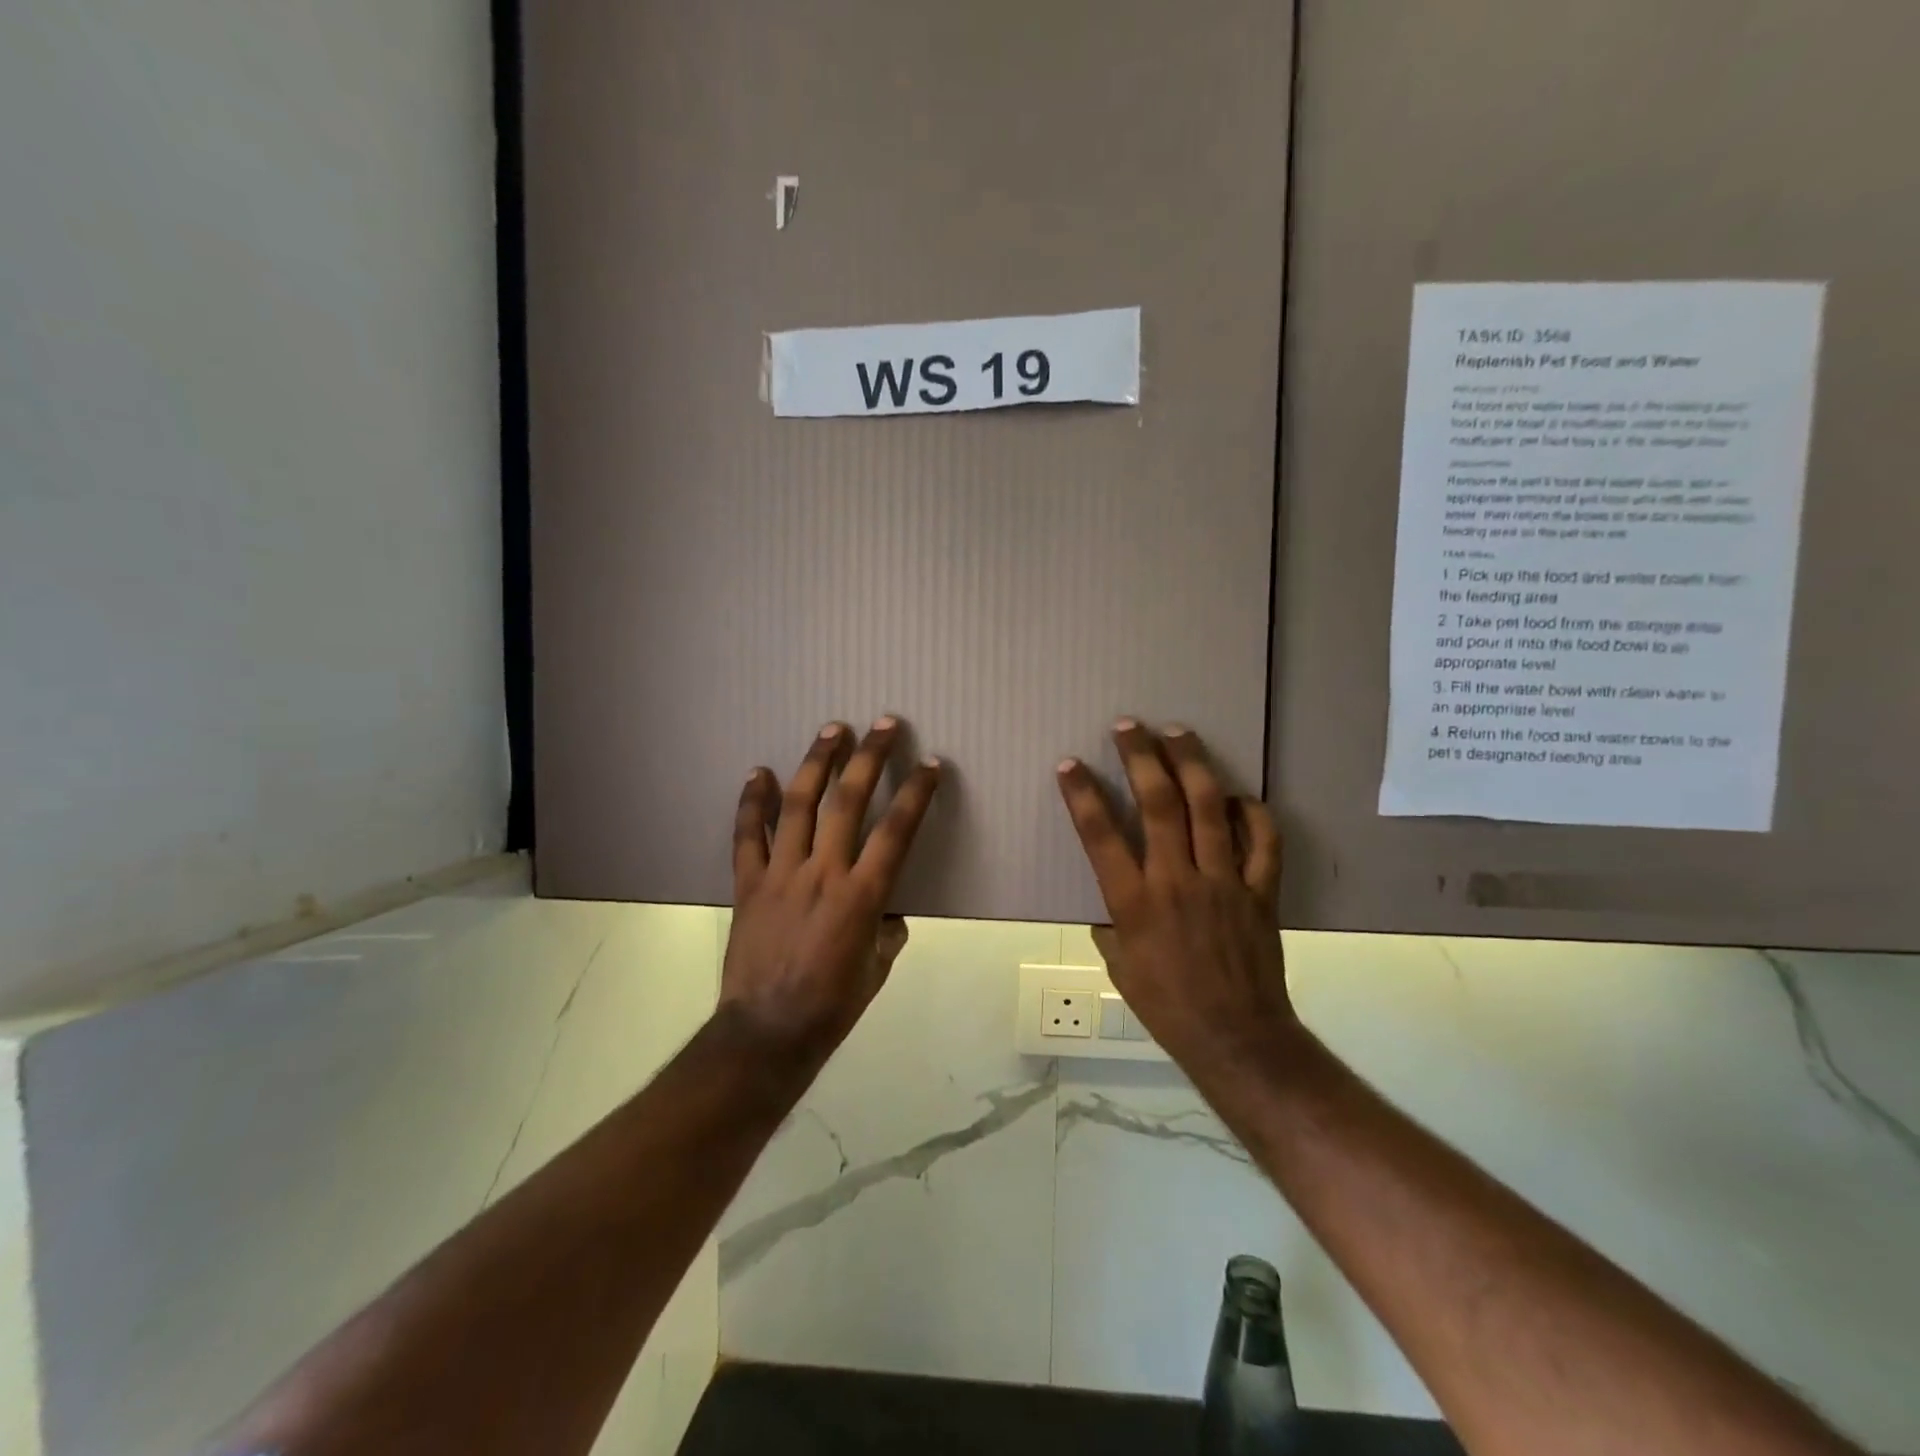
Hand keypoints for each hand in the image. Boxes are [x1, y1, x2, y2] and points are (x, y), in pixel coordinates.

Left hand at [722, 718, 941, 1064]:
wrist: (767, 1032)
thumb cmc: (832, 1005)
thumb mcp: (877, 969)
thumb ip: (887, 930)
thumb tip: (887, 911)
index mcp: (862, 896)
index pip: (896, 831)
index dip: (916, 793)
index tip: (929, 764)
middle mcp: (822, 873)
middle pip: (848, 802)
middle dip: (869, 758)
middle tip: (883, 724)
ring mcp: (780, 874)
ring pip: (798, 805)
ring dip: (816, 762)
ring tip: (832, 729)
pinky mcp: (748, 884)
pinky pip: (747, 835)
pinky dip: (752, 802)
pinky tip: (759, 772)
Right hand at [1056, 720, 1295, 1070]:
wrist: (1235, 1037)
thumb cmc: (1166, 1005)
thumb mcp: (1119, 966)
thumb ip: (1112, 924)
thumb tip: (1110, 903)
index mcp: (1135, 903)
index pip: (1101, 837)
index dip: (1082, 795)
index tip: (1070, 764)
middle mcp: (1177, 881)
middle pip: (1159, 805)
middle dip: (1141, 758)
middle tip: (1129, 726)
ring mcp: (1223, 882)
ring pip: (1209, 808)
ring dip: (1192, 764)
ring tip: (1178, 733)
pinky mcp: (1260, 891)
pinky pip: (1263, 841)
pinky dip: (1251, 812)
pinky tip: (1237, 796)